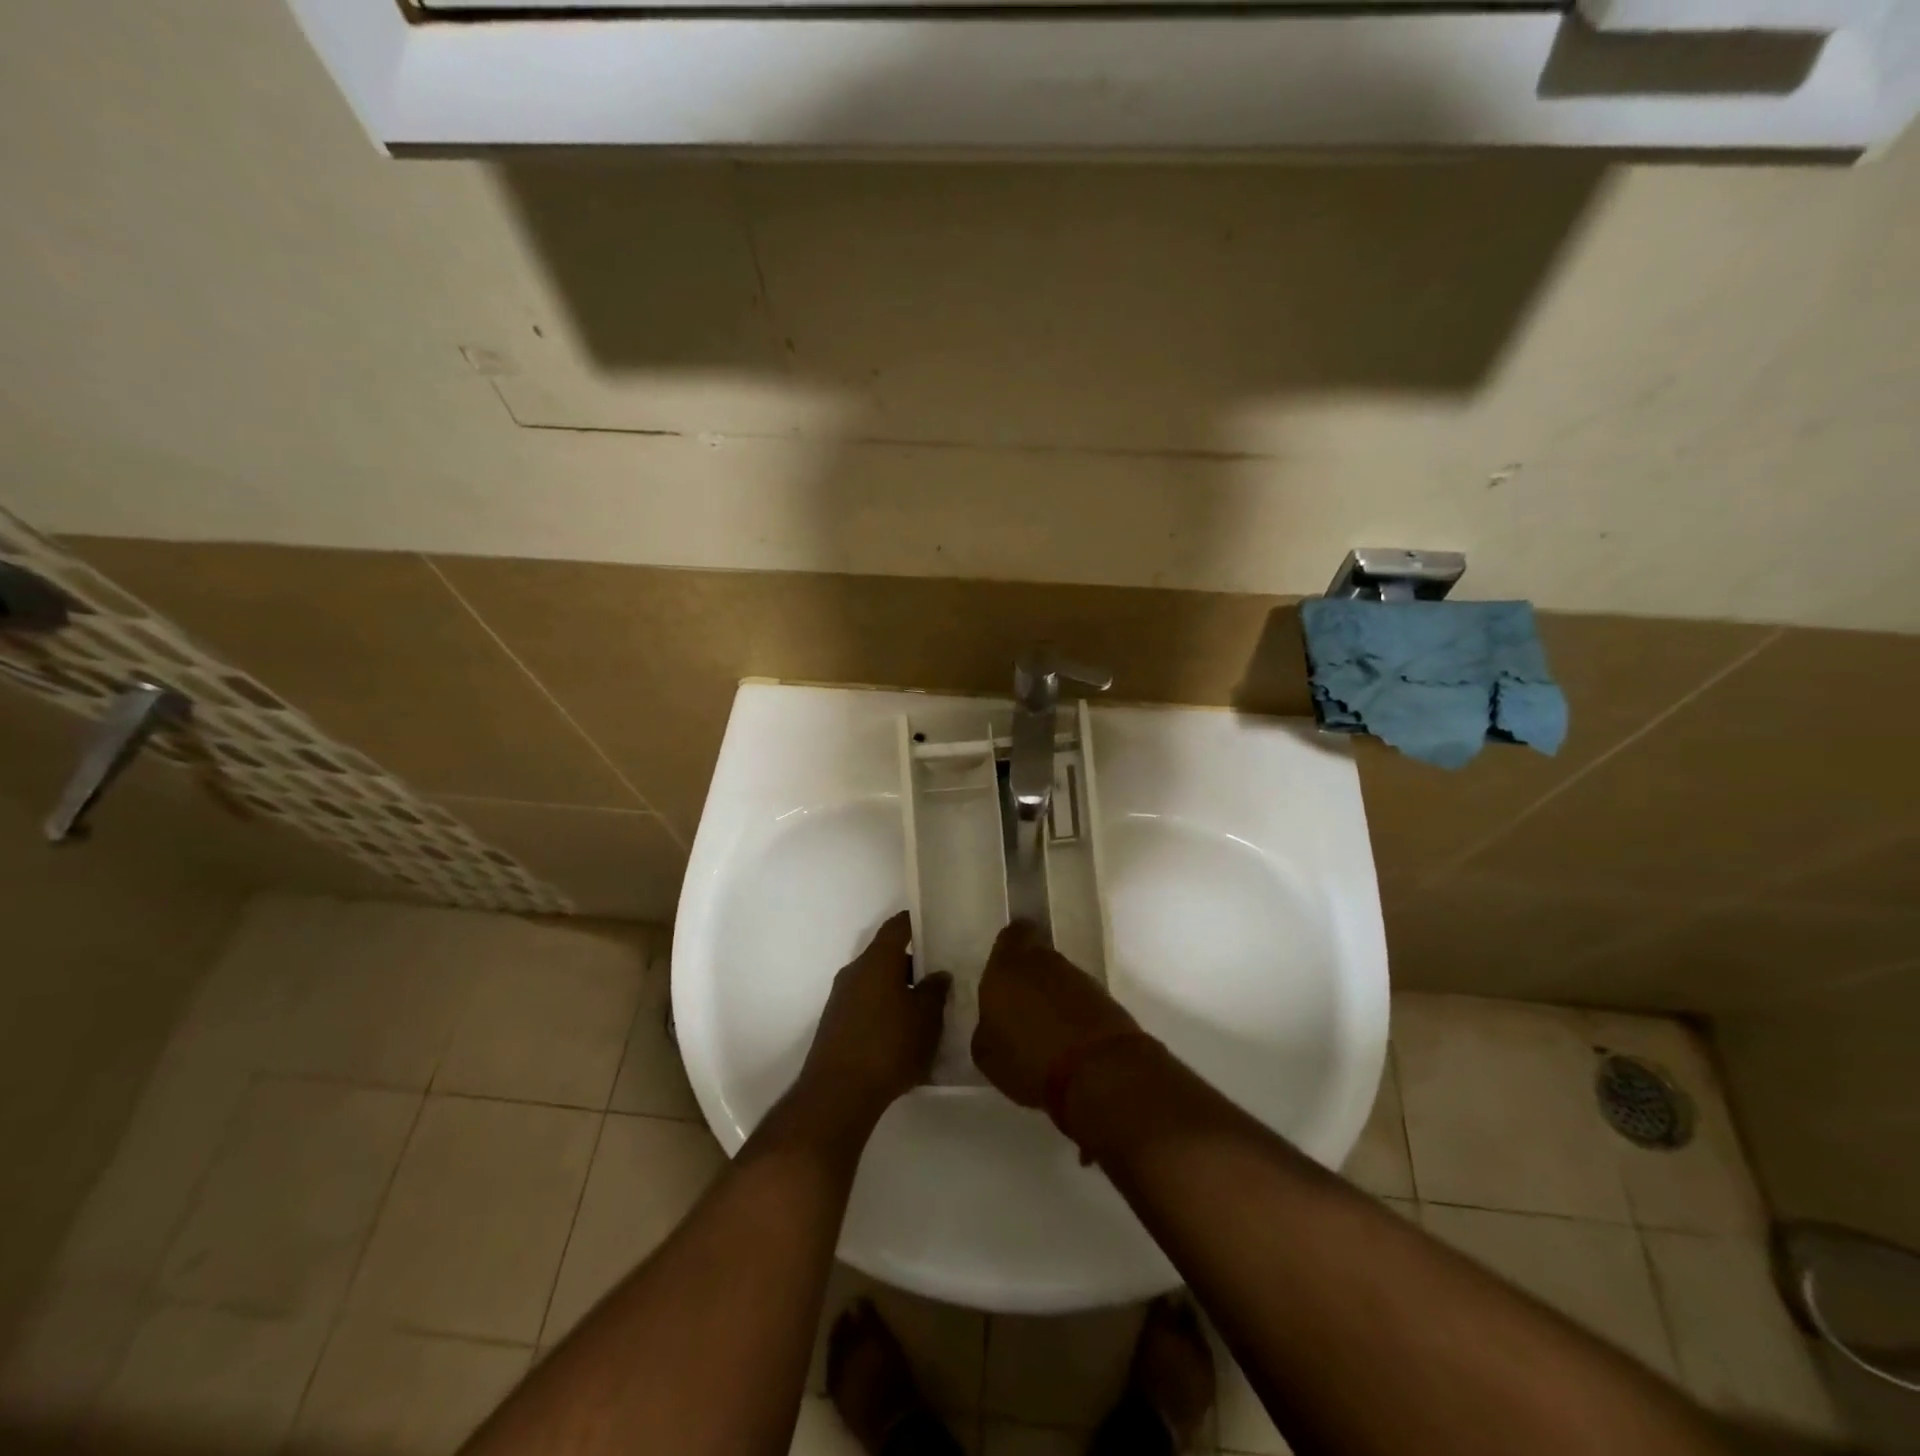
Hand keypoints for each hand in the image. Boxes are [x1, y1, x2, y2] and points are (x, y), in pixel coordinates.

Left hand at [796, 912, 950, 1127]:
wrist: (837, 1094)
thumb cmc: (888, 1047)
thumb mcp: (926, 1020)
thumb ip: (935, 991)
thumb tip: (938, 974)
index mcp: (877, 961)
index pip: (897, 927)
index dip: (916, 923)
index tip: (936, 926)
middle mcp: (855, 971)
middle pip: (886, 956)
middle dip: (912, 964)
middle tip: (939, 976)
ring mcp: (841, 998)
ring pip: (876, 982)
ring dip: (898, 990)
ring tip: (925, 1009)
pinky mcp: (835, 1023)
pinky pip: (865, 1004)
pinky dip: (884, 1009)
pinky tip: (902, 1033)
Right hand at [971, 920, 1141, 1107]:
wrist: (1099, 1072)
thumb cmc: (1030, 1059)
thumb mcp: (986, 1054)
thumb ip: (987, 1026)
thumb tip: (993, 1021)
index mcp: (1008, 966)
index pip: (1010, 936)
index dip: (1008, 950)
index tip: (1003, 971)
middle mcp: (1044, 961)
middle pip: (1036, 956)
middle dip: (1029, 976)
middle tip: (1020, 1007)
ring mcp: (1078, 977)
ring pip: (1059, 977)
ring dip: (1052, 996)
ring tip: (1045, 1031)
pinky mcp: (1105, 997)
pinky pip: (1080, 998)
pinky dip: (1074, 1013)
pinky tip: (1068, 1042)